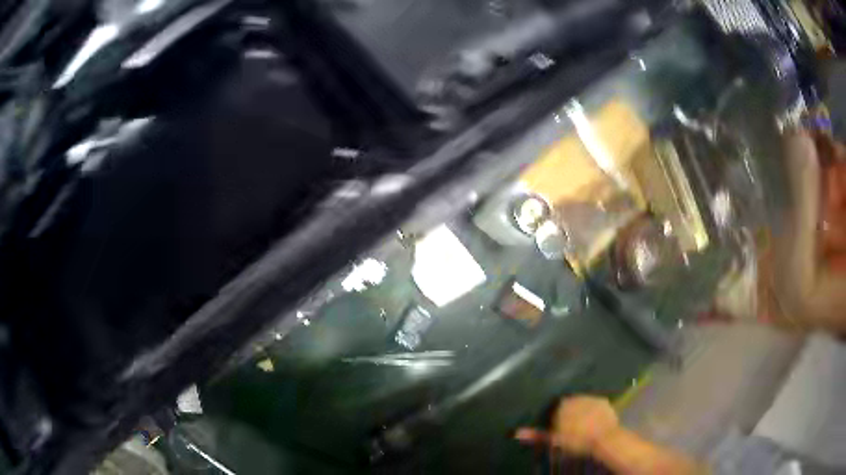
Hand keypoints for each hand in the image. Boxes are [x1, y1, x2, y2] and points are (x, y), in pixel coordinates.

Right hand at [516, 396, 618, 455]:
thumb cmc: (577, 440)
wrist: (604, 437)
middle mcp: (575, 397)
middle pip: (568, 404)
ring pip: (582, 403)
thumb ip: (536, 435)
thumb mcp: (555, 440)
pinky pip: (595, 403)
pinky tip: (594, 419)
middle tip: (570, 426)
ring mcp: (591, 398)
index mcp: (561, 406)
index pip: (554, 408)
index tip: (557, 427)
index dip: (555, 418)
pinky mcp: (603, 401)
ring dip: (581, 410)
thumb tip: (516, 432)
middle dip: (568, 412)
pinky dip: (593, 410)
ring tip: (582, 423)